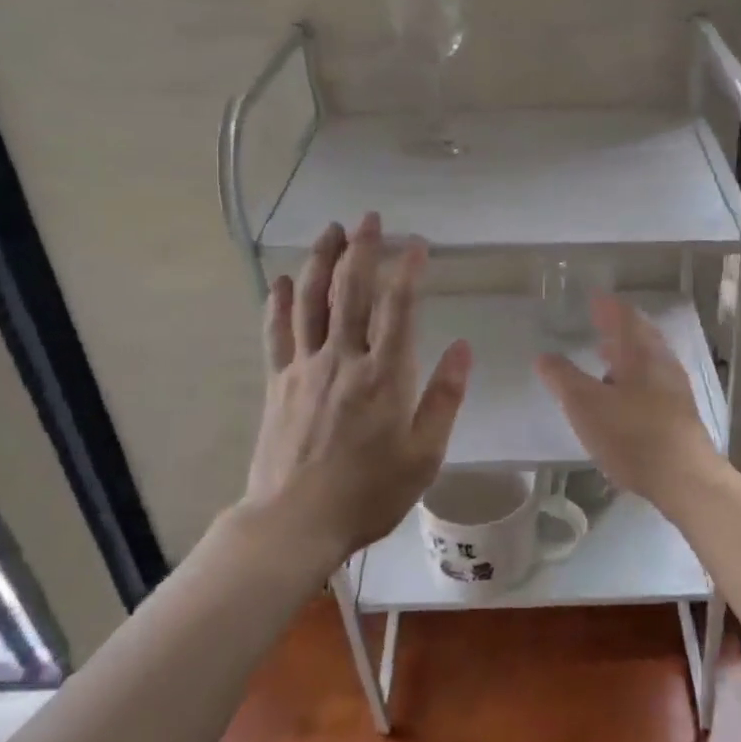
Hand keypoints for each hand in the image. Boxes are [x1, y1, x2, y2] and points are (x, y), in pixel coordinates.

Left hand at [243, 213, 471, 568]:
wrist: (294, 524)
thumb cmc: (369, 492)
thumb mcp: (424, 454)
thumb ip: (444, 397)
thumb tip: (464, 347)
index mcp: (384, 375)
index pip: (398, 308)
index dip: (408, 270)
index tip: (417, 244)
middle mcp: (343, 359)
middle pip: (350, 291)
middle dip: (362, 249)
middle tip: (369, 218)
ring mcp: (304, 367)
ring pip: (310, 301)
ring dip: (321, 260)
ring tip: (331, 230)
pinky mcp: (278, 381)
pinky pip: (276, 332)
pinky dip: (278, 302)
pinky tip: (281, 280)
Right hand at [534, 294, 718, 506]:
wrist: (685, 478)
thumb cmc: (632, 435)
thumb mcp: (585, 405)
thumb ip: (562, 377)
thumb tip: (544, 356)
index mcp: (640, 351)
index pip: (623, 315)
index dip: (607, 305)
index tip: (593, 297)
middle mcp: (661, 361)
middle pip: (640, 334)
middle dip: (617, 326)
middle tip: (598, 321)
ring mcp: (674, 387)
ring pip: (647, 358)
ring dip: (626, 352)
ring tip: (604, 354)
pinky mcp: (679, 412)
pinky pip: (653, 379)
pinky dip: (634, 374)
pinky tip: (621, 394)